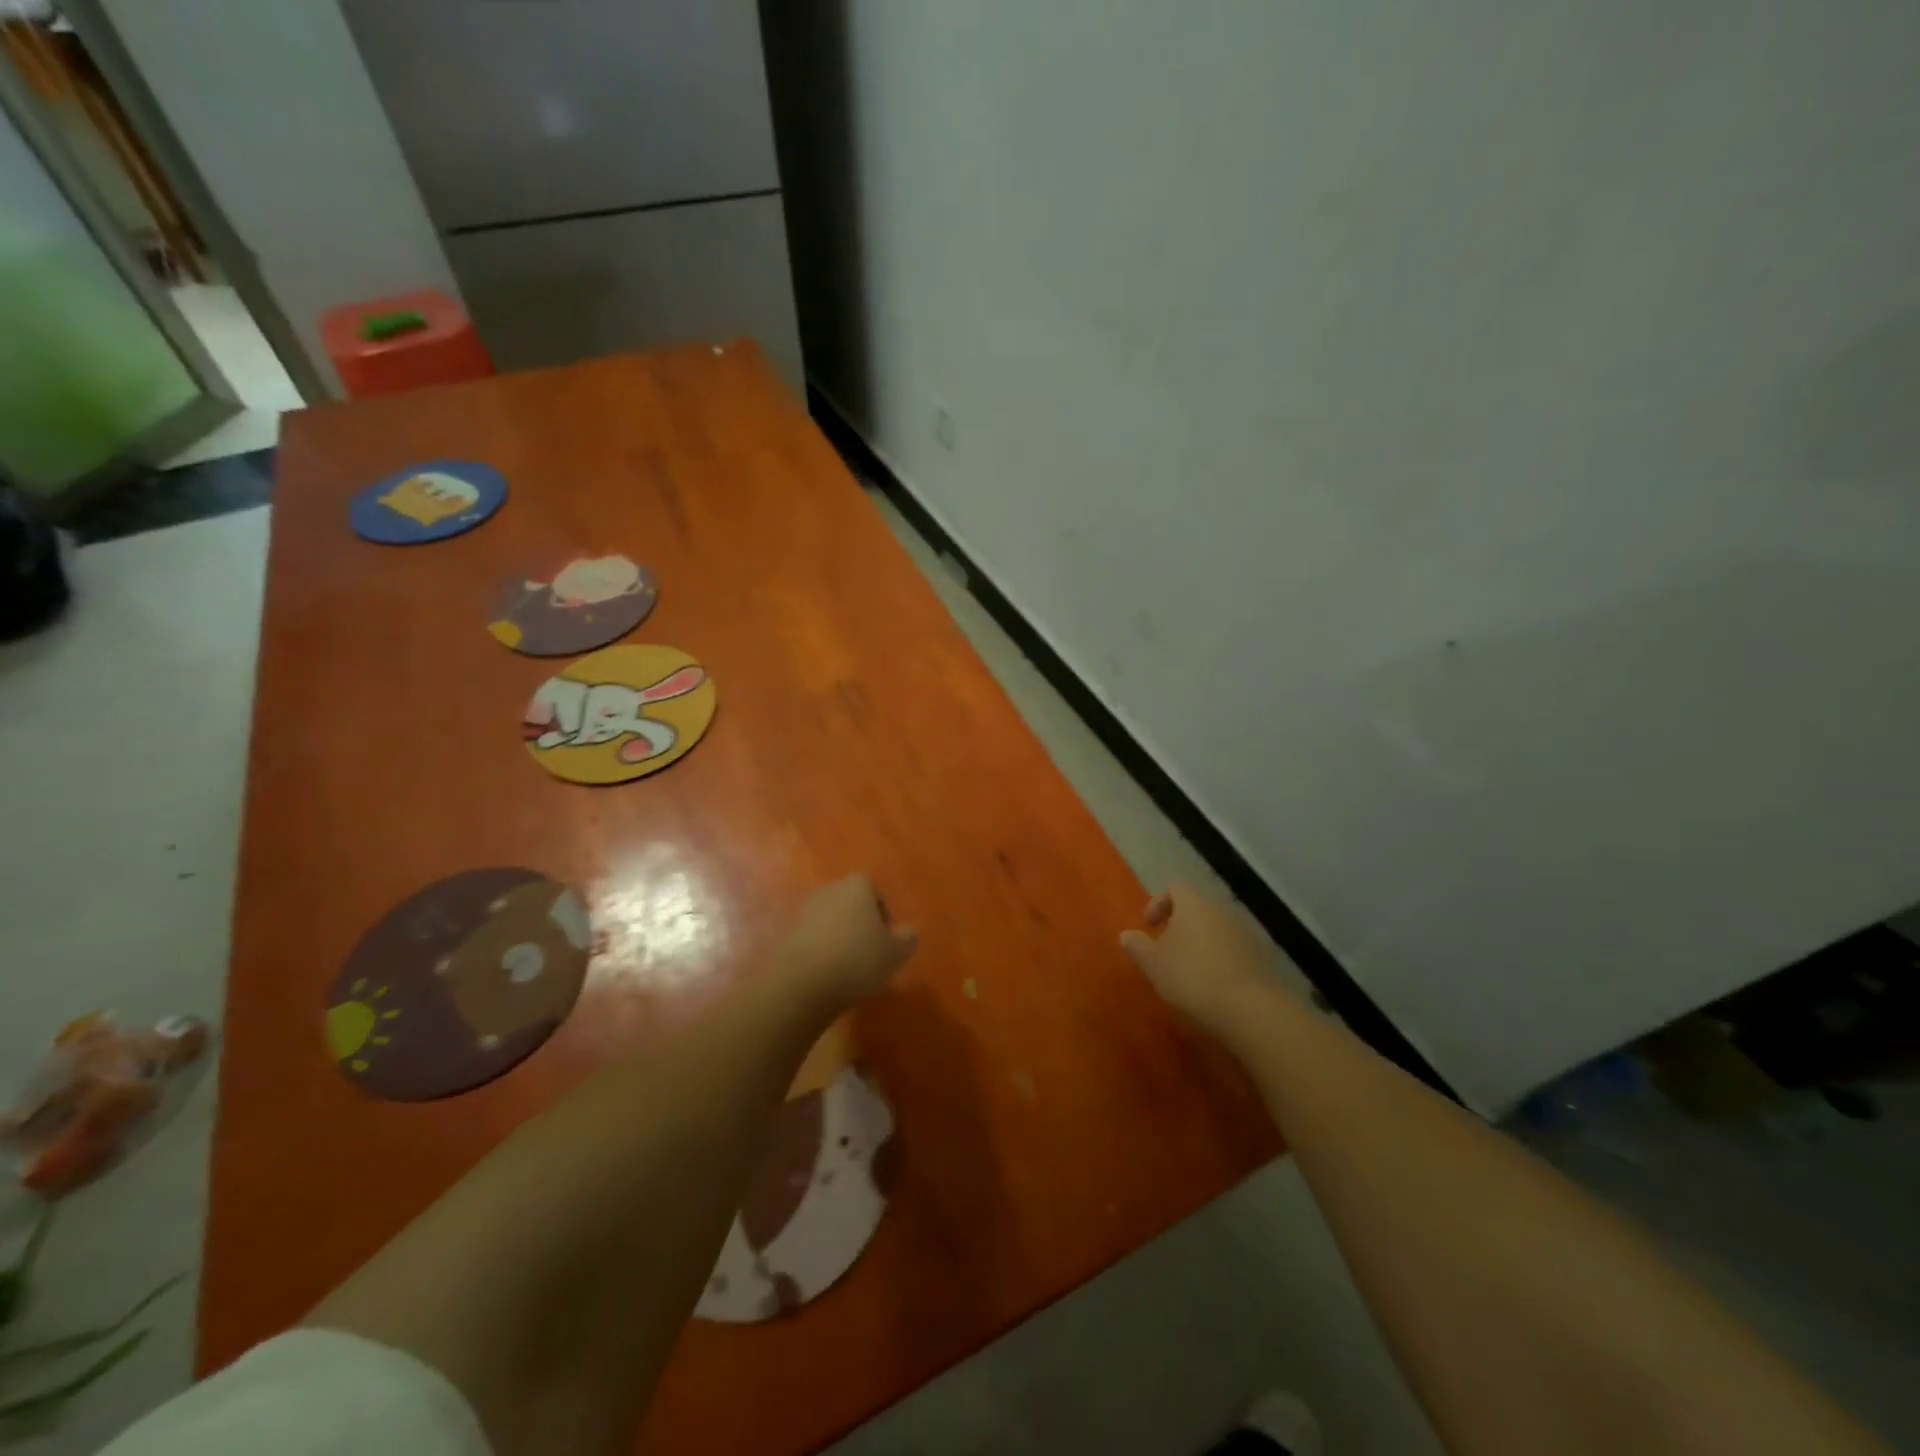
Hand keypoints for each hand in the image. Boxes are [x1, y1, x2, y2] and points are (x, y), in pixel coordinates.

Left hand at [777, 874, 917, 1009]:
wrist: (801, 983)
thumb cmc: (857, 960)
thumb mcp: (895, 953)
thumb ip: (907, 938)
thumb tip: (907, 931)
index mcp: (857, 886)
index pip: (874, 888)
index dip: (882, 911)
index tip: (886, 937)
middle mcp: (829, 890)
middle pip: (850, 902)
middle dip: (860, 923)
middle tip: (870, 952)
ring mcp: (805, 911)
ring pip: (830, 920)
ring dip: (839, 937)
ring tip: (848, 967)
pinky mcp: (787, 934)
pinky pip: (812, 938)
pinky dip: (821, 950)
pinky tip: (827, 974)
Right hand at [1120, 882, 1271, 1032]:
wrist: (1249, 1006)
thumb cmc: (1192, 976)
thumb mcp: (1153, 963)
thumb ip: (1137, 946)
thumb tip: (1126, 935)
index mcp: (1193, 904)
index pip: (1174, 887)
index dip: (1158, 903)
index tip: (1149, 926)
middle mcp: (1220, 910)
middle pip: (1196, 907)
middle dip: (1179, 924)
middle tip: (1166, 949)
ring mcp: (1243, 931)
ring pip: (1214, 927)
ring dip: (1199, 942)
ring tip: (1188, 969)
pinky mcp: (1259, 955)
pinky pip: (1231, 947)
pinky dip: (1218, 958)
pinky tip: (1212, 982)